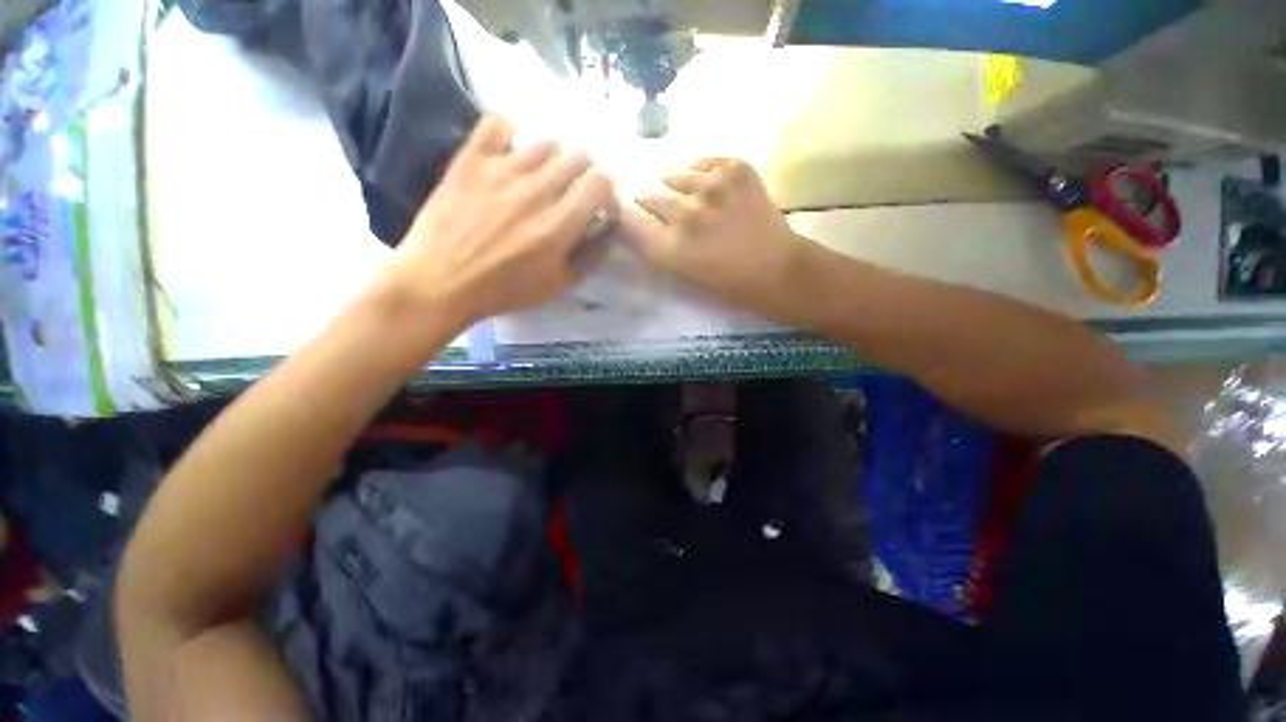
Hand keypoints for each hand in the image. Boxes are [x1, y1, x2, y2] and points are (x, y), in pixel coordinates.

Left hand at [377, 114, 615, 331]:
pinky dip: (511, 131)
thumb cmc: (503, 290)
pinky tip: (512, 149)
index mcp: (559, 225)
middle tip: (575, 189)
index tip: (599, 202)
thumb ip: (588, 257)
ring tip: (545, 173)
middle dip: (585, 173)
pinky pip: (497, 124)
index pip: (600, 182)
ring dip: (555, 156)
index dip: (606, 189)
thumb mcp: (556, 285)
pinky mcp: (471, 160)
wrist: (440, 281)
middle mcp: (537, 190)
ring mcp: (502, 170)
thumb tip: (607, 231)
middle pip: (578, 157)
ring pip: (546, 141)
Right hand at [621, 157, 806, 313]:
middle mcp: (685, 214)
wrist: (775, 268)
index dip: (625, 214)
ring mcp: (711, 187)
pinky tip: (710, 187)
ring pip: (673, 174)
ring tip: (690, 196)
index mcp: (670, 248)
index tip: (627, 214)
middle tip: (663, 208)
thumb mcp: (681, 273)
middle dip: (649, 201)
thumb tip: (634, 220)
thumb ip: (654, 246)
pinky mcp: (735, 168)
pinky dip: (701, 173)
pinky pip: (702, 162)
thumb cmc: (726, 282)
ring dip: (675, 186)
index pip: (628, 220)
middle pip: (647, 194)